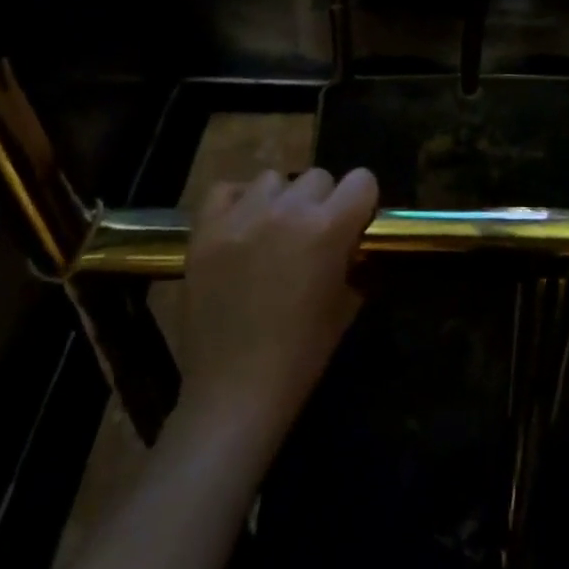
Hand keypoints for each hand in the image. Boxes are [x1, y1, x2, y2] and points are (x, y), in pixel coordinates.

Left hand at [169, 167, 378, 451]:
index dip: (363, 202)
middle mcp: (287, 210)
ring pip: (274, 178)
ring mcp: (242, 217)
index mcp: (328, 227)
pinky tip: (242, 227)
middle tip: (314, 236)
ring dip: (282, 200)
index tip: (356, 225)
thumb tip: (354, 242)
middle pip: (319, 176)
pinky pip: (226, 189)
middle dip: (323, 201)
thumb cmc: (302, 354)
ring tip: (274, 231)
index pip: (362, 180)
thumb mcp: (347, 303)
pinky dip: (237, 201)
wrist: (234, 392)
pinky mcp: (205, 230)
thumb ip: (354, 260)